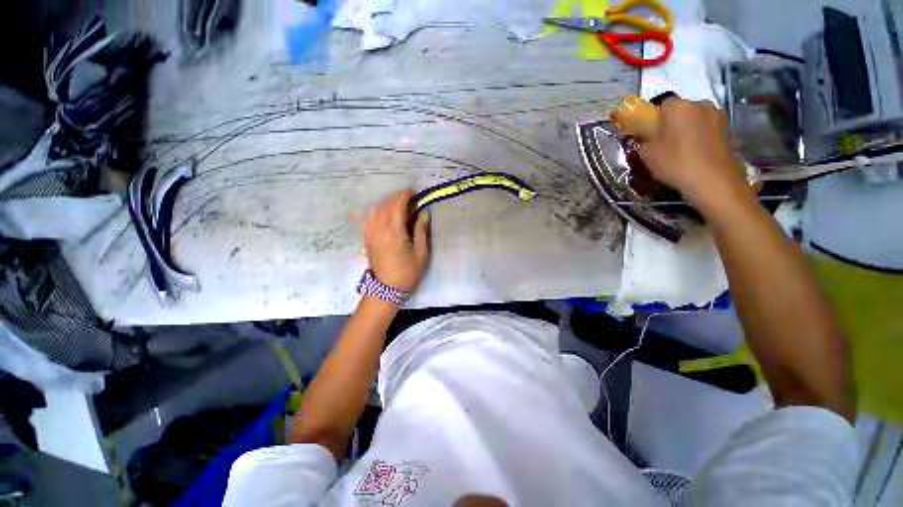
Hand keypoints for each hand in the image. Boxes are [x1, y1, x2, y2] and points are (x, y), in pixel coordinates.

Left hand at [364, 190, 429, 292]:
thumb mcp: (421, 252)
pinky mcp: (366, 237)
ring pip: (377, 208)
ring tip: (400, 209)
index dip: (405, 195)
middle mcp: (379, 227)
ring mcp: (370, 232)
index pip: (397, 203)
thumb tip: (424, 211)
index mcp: (394, 230)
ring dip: (389, 204)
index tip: (414, 194)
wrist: (386, 288)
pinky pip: (371, 217)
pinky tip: (388, 217)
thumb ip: (421, 230)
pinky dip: (380, 212)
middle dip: (398, 198)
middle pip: (386, 203)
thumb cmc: (407, 272)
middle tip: (411, 202)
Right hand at [637, 98, 751, 213]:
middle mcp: (699, 104)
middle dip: (674, 122)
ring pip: (697, 119)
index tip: (652, 134)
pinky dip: (703, 137)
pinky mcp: (729, 128)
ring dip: (690, 129)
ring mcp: (718, 115)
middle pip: (682, 110)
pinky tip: (698, 154)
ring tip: (684, 150)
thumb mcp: (646, 154)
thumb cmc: (674, 162)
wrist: (711, 180)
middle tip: (666, 143)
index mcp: (677, 107)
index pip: (662, 104)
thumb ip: (643, 140)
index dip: (655, 118)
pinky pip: (709, 129)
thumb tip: (645, 137)